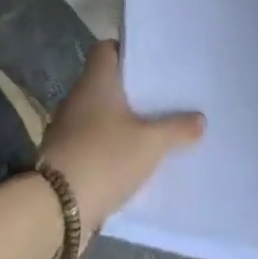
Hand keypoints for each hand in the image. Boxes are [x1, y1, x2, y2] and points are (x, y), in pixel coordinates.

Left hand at [40, 41, 204, 236]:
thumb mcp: (150, 143)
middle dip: (132, 91)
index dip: (127, 51)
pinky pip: (92, 142)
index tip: (151, 63)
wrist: (56, 209)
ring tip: (152, 129)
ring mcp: (67, 129)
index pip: (106, 49)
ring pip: (99, 115)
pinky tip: (131, 161)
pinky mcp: (64, 158)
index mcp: (96, 81)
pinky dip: (109, 147)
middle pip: (106, 83)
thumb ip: (177, 129)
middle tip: (162, 97)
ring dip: (120, 122)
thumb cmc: (105, 158)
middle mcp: (78, 98)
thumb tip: (200, 119)